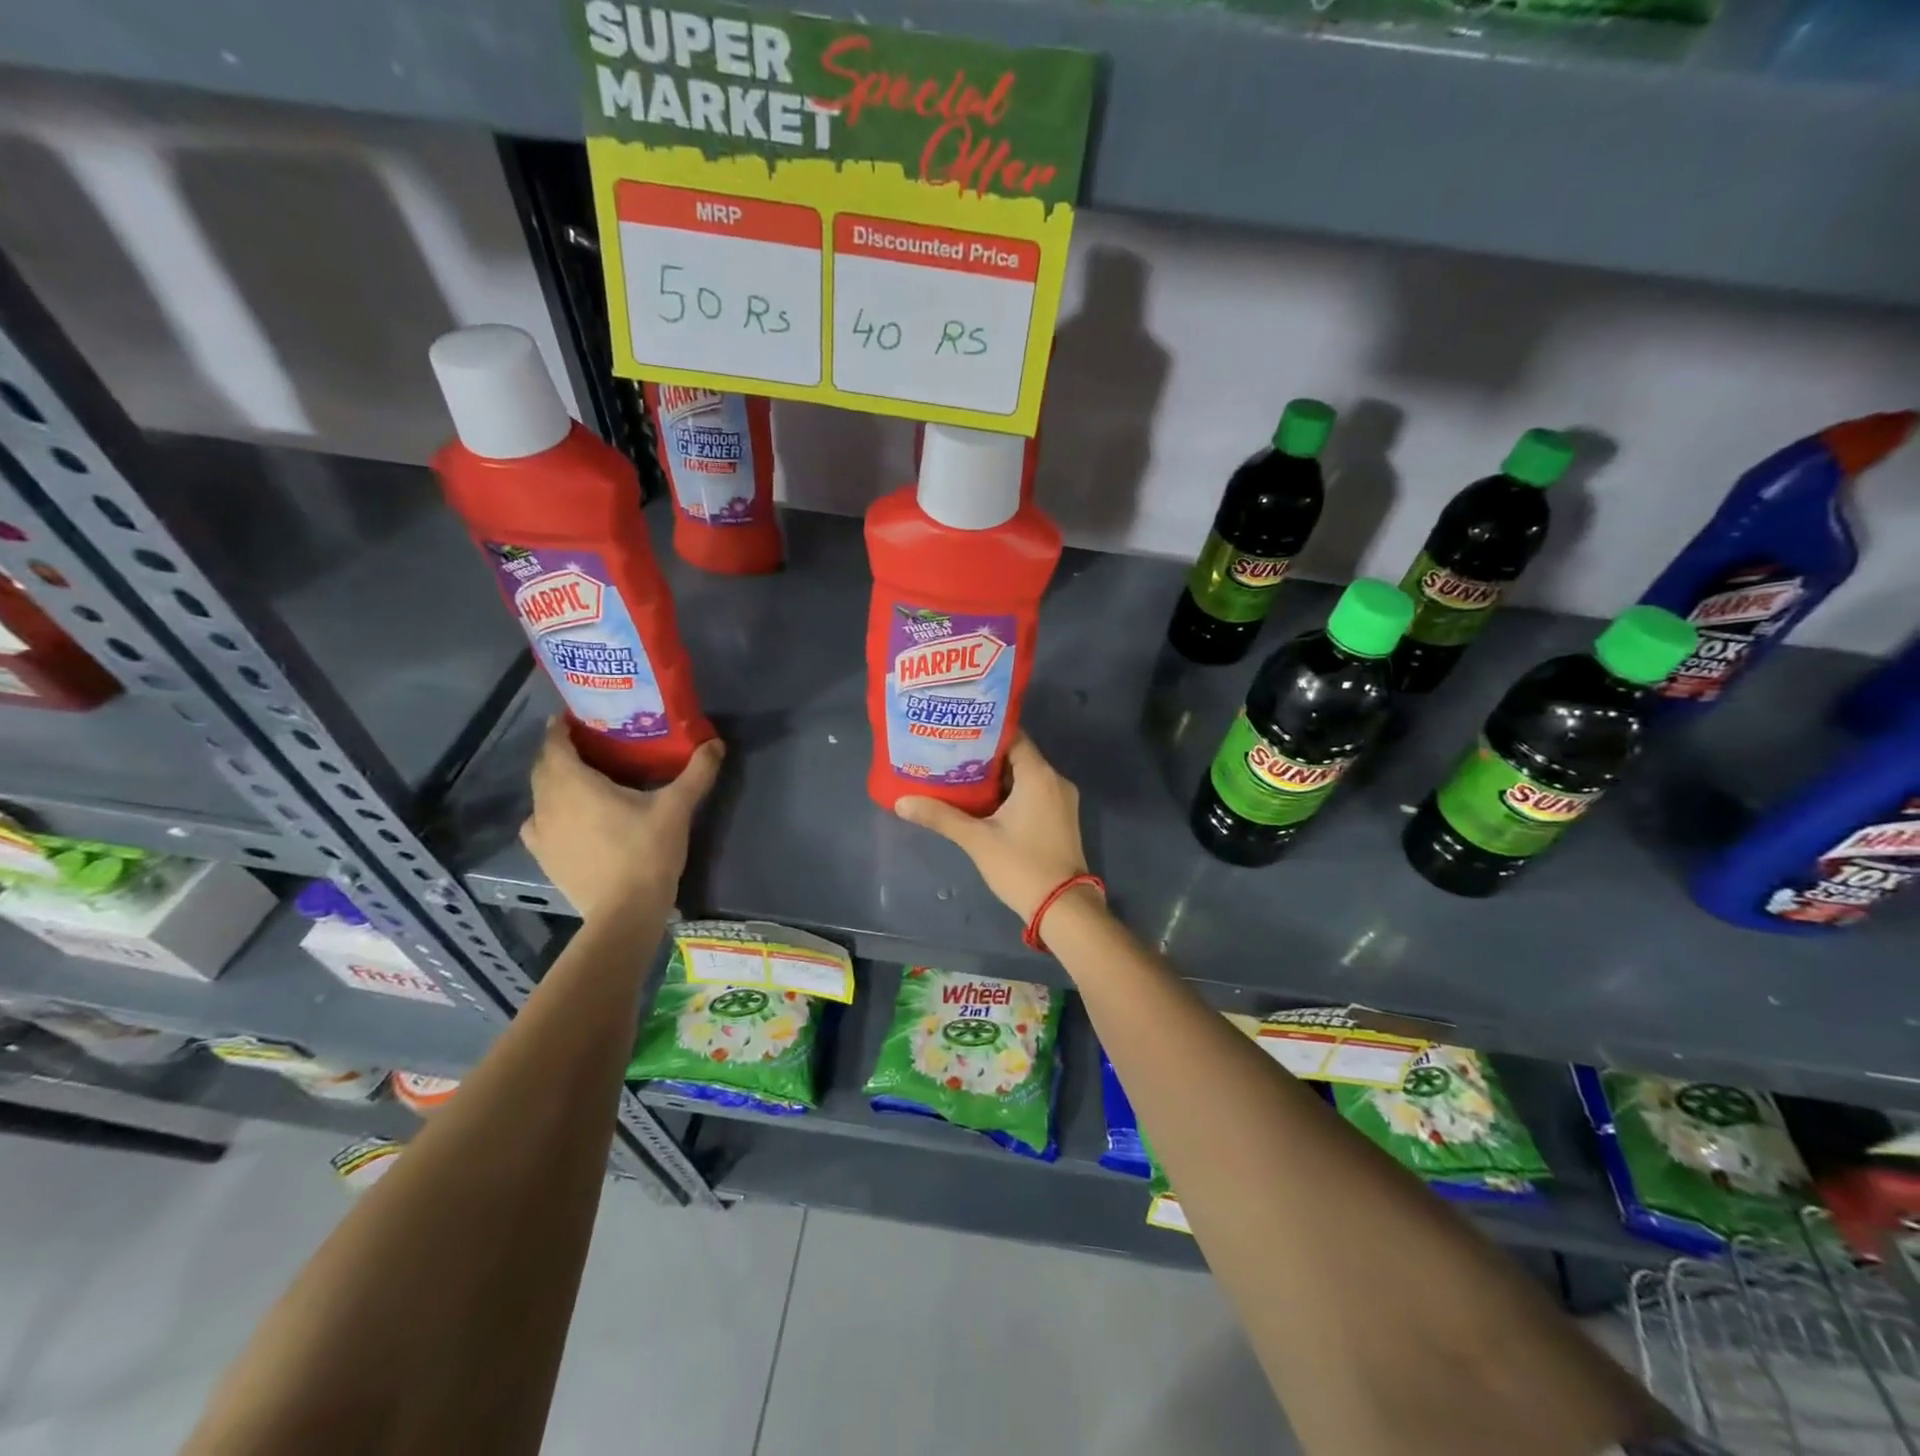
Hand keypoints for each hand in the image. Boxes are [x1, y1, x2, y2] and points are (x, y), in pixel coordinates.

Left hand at [520, 720, 722, 919]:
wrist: (624, 912)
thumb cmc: (646, 852)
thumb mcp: (677, 808)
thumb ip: (697, 772)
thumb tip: (715, 743)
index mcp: (573, 783)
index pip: (554, 742)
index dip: (562, 726)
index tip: (579, 716)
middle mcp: (547, 802)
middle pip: (543, 766)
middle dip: (561, 751)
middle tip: (589, 743)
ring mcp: (540, 831)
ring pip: (540, 793)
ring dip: (554, 780)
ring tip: (582, 778)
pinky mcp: (543, 856)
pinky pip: (538, 822)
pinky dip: (549, 811)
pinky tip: (568, 817)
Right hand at [895, 734, 1093, 923]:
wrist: (1063, 907)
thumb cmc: (1021, 866)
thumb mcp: (977, 840)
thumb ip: (941, 816)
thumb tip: (901, 802)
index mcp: (1039, 775)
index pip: (1012, 737)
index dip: (984, 732)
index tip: (956, 732)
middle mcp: (1055, 780)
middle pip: (1017, 756)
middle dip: (984, 756)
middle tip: (950, 754)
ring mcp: (1062, 800)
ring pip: (1025, 776)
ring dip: (996, 777)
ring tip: (960, 775)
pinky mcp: (1061, 818)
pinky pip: (1034, 793)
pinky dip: (1011, 793)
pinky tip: (983, 801)